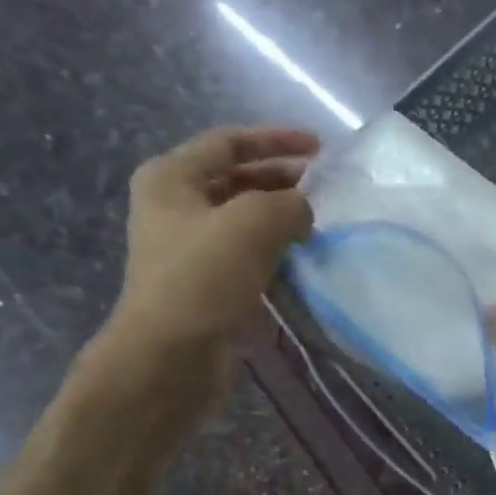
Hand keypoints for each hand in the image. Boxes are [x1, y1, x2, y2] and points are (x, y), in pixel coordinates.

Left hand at [101, 125, 317, 394]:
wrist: (171, 354)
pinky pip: (247, 252)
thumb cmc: (203, 278)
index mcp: (171, 178)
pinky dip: (275, 249)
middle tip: (324, 189)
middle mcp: (175, 206)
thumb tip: (303, 212)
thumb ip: (288, 204)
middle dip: (281, 179)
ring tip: (320, 223)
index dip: (276, 139)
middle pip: (236, 178)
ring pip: (244, 218)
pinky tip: (303, 258)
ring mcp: (189, 246)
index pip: (229, 142)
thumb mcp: (252, 223)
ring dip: (281, 216)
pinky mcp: (206, 282)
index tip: (320, 148)